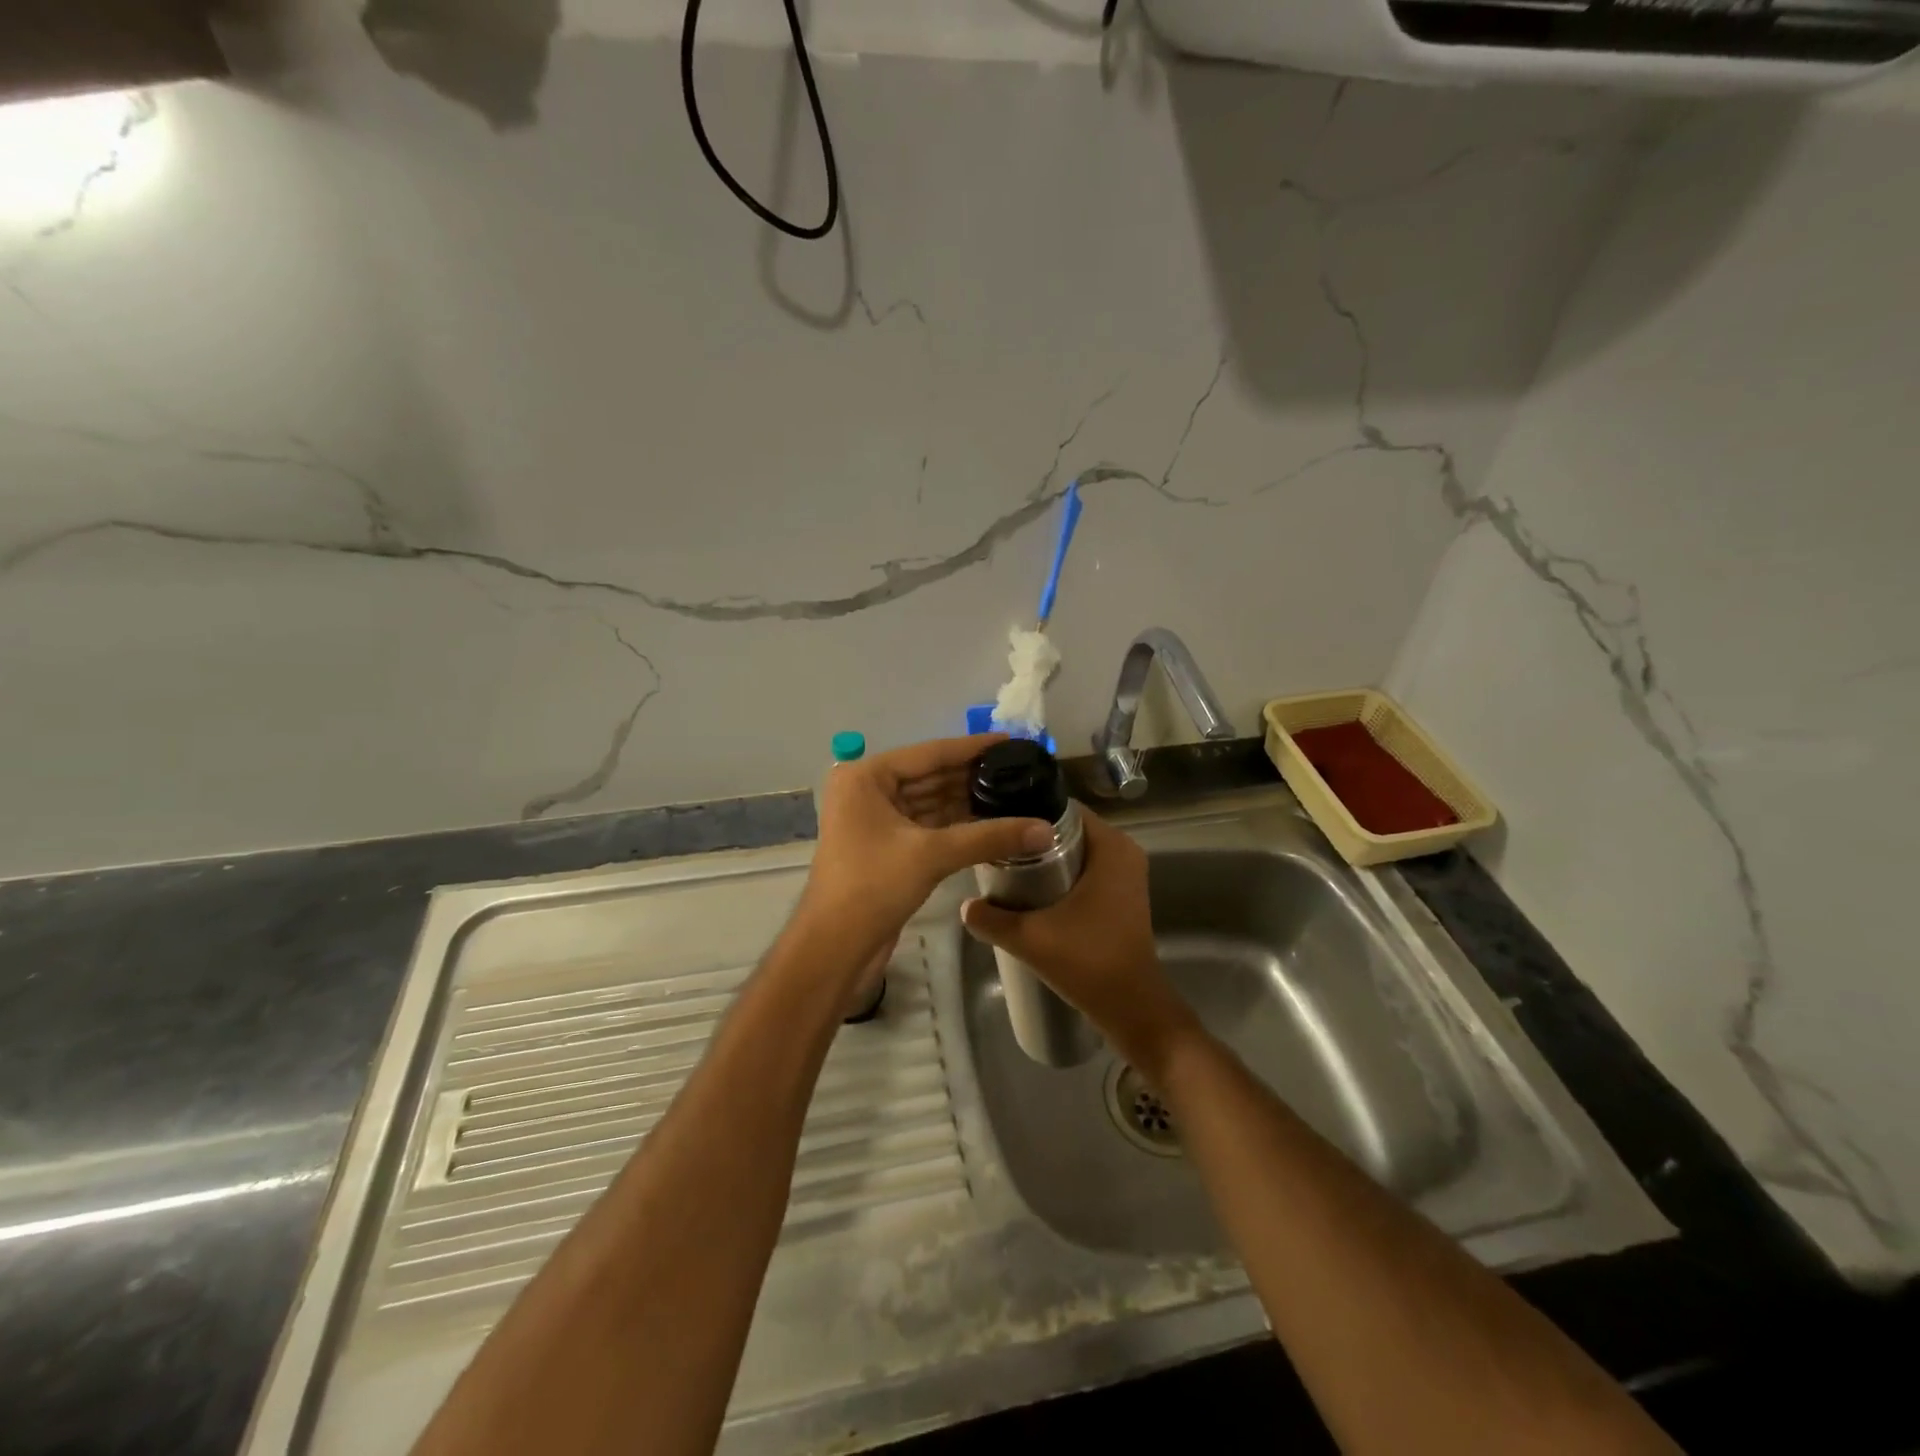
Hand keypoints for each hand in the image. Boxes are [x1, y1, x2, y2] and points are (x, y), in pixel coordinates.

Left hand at [801, 734, 1053, 954]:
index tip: (1014, 742)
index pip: (930, 752)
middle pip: (931, 776)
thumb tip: (1047, 830)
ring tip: (1015, 794)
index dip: (974, 748)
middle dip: (974, 777)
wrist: (835, 948)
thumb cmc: (873, 886)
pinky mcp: (887, 847)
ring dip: (968, 802)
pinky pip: (928, 826)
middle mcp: (868, 790)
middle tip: (1021, 771)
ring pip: (931, 802)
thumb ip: (990, 837)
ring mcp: (876, 819)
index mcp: (867, 777)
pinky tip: (993, 823)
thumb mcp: (932, 854)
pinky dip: (957, 825)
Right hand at [961, 808, 1199, 1072]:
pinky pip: (1085, 870)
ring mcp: (1125, 874)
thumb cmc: (1088, 962)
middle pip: (1067, 829)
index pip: (1063, 809)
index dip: (1027, 812)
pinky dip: (1060, 874)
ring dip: (1044, 858)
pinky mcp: (1121, 895)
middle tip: (994, 847)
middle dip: (1032, 837)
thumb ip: (991, 918)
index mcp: (1111, 847)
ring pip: (1075, 851)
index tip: (996, 822)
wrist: (1132, 1008)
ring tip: (1004, 867)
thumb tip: (964, 905)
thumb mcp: (1030, 938)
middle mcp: (1123, 851)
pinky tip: (1029, 890)